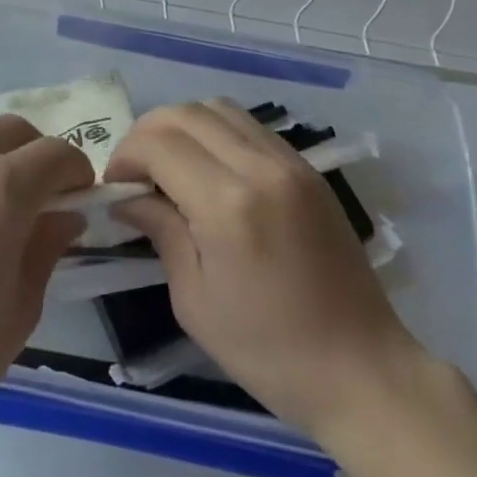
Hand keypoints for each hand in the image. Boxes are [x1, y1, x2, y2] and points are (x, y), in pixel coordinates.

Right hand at [107, 100, 425, 441]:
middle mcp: (260, 167)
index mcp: (227, 204)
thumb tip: (128, 196)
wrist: (360, 368)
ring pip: (219, 108)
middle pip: (186, 113)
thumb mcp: (194, 299)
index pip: (159, 143)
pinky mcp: (308, 169)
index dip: (125, 156)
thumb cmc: (267, 350)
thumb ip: (161, 230)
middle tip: (136, 173)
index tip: (115, 186)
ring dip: (183, 128)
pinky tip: (210, 172)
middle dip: (148, 134)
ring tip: (171, 168)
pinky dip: (217, 134)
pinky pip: (250, 127)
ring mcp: (290, 162)